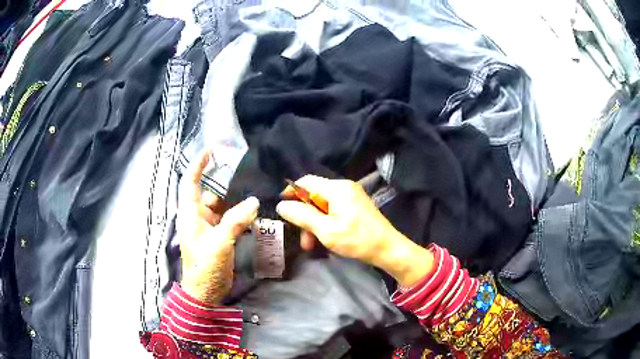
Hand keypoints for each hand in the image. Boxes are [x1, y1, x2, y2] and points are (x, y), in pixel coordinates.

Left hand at [178, 150, 258, 303]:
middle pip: (210, 193)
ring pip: (221, 207)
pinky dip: (239, 215)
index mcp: (190, 214)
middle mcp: (197, 217)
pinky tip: (253, 214)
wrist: (205, 293)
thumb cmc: (205, 267)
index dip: (198, 165)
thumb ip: (235, 221)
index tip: (211, 150)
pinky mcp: (218, 237)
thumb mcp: (219, 243)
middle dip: (225, 184)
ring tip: (254, 193)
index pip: (190, 182)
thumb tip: (254, 201)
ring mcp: (208, 227)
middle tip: (246, 174)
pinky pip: (229, 219)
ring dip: (235, 201)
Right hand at [276, 175, 433, 286]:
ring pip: (323, 206)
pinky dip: (325, 224)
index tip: (282, 207)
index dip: (291, 192)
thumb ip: (302, 216)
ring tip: (311, 245)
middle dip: (305, 217)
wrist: (388, 249)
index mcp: (337, 188)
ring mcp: (351, 197)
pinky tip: (324, 240)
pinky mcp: (355, 207)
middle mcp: (344, 187)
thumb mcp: (325, 229)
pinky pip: (333, 211)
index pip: (307, 181)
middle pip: (314, 196)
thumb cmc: (357, 239)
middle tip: (301, 238)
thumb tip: (282, 205)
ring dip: (314, 224)